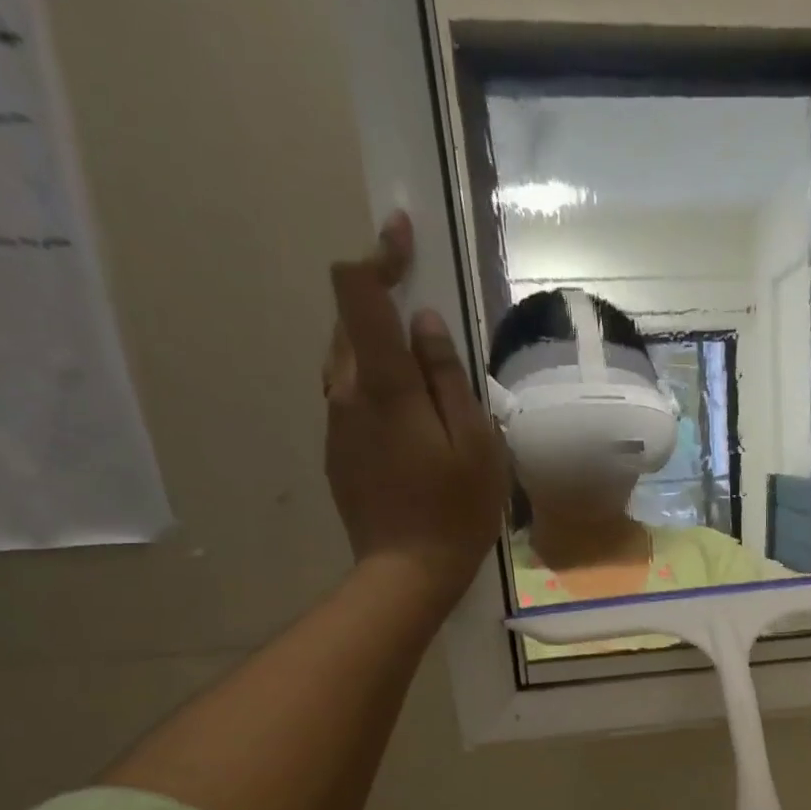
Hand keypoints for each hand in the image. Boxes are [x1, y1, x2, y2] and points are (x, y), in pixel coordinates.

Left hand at [324, 212, 507, 615]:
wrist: (406, 573)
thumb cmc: (455, 510)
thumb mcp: (475, 443)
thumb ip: (447, 377)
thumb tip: (424, 323)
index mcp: (383, 384)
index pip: (357, 291)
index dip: (377, 253)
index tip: (402, 236)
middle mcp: (345, 392)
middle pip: (349, 322)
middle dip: (384, 304)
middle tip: (430, 324)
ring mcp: (336, 423)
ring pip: (348, 361)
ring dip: (381, 350)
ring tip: (427, 381)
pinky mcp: (337, 451)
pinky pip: (352, 399)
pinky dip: (377, 389)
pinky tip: (412, 424)